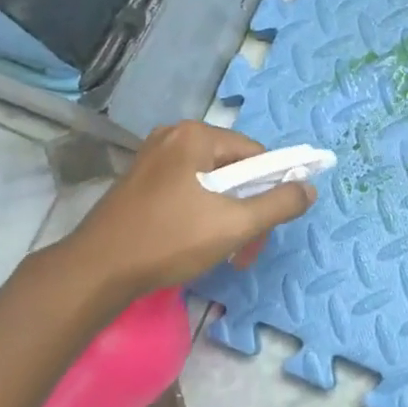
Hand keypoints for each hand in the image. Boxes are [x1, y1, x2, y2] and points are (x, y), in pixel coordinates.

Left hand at [57, 121, 316, 302]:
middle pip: (233, 170)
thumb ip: (279, 204)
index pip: (256, 154)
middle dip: (248, 210)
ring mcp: (152, 159)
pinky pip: (187, 191)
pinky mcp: (139, 182)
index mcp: (196, 136)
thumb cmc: (170, 240)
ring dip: (227, 218)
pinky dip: (202, 215)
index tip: (268, 227)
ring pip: (211, 184)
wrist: (98, 270)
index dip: (272, 189)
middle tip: (246, 250)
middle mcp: (173, 137)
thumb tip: (310, 189)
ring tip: (224, 254)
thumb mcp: (234, 224)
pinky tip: (197, 245)